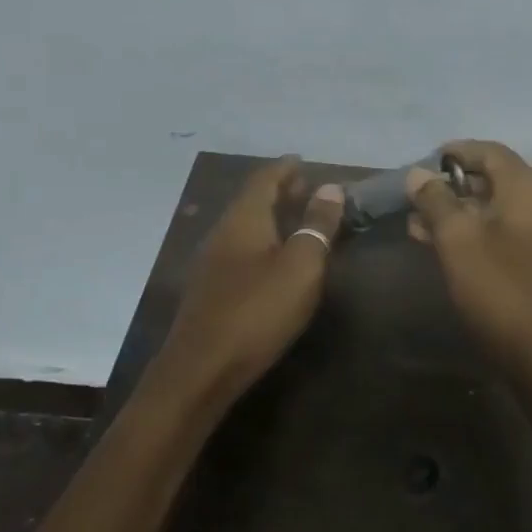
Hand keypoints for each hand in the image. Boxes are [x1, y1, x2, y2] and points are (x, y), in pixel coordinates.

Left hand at [157, 156, 344, 393]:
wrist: (201, 370)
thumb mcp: (301, 266)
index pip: (264, 179)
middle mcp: (222, 233)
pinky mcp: (210, 290)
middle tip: (308, 190)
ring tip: (298, 221)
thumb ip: (317, 225)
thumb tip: (330, 188)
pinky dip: (262, 241)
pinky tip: (276, 259)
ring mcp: (211, 263)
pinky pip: (240, 249)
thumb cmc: (258, 311)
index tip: (304, 161)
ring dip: (272, 218)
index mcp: (244, 219)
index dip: (285, 168)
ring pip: (245, 226)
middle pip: (252, 201)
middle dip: (280, 191)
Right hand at [407, 140, 531, 369]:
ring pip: (500, 207)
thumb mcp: (457, 240)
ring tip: (419, 224)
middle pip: (497, 178)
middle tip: (418, 197)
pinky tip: (445, 244)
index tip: (428, 160)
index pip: (492, 152)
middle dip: (454, 186)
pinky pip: (510, 229)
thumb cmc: (498, 287)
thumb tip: (419, 175)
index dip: (458, 151)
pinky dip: (480, 229)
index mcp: (530, 188)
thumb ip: (436, 201)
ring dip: (462, 211)